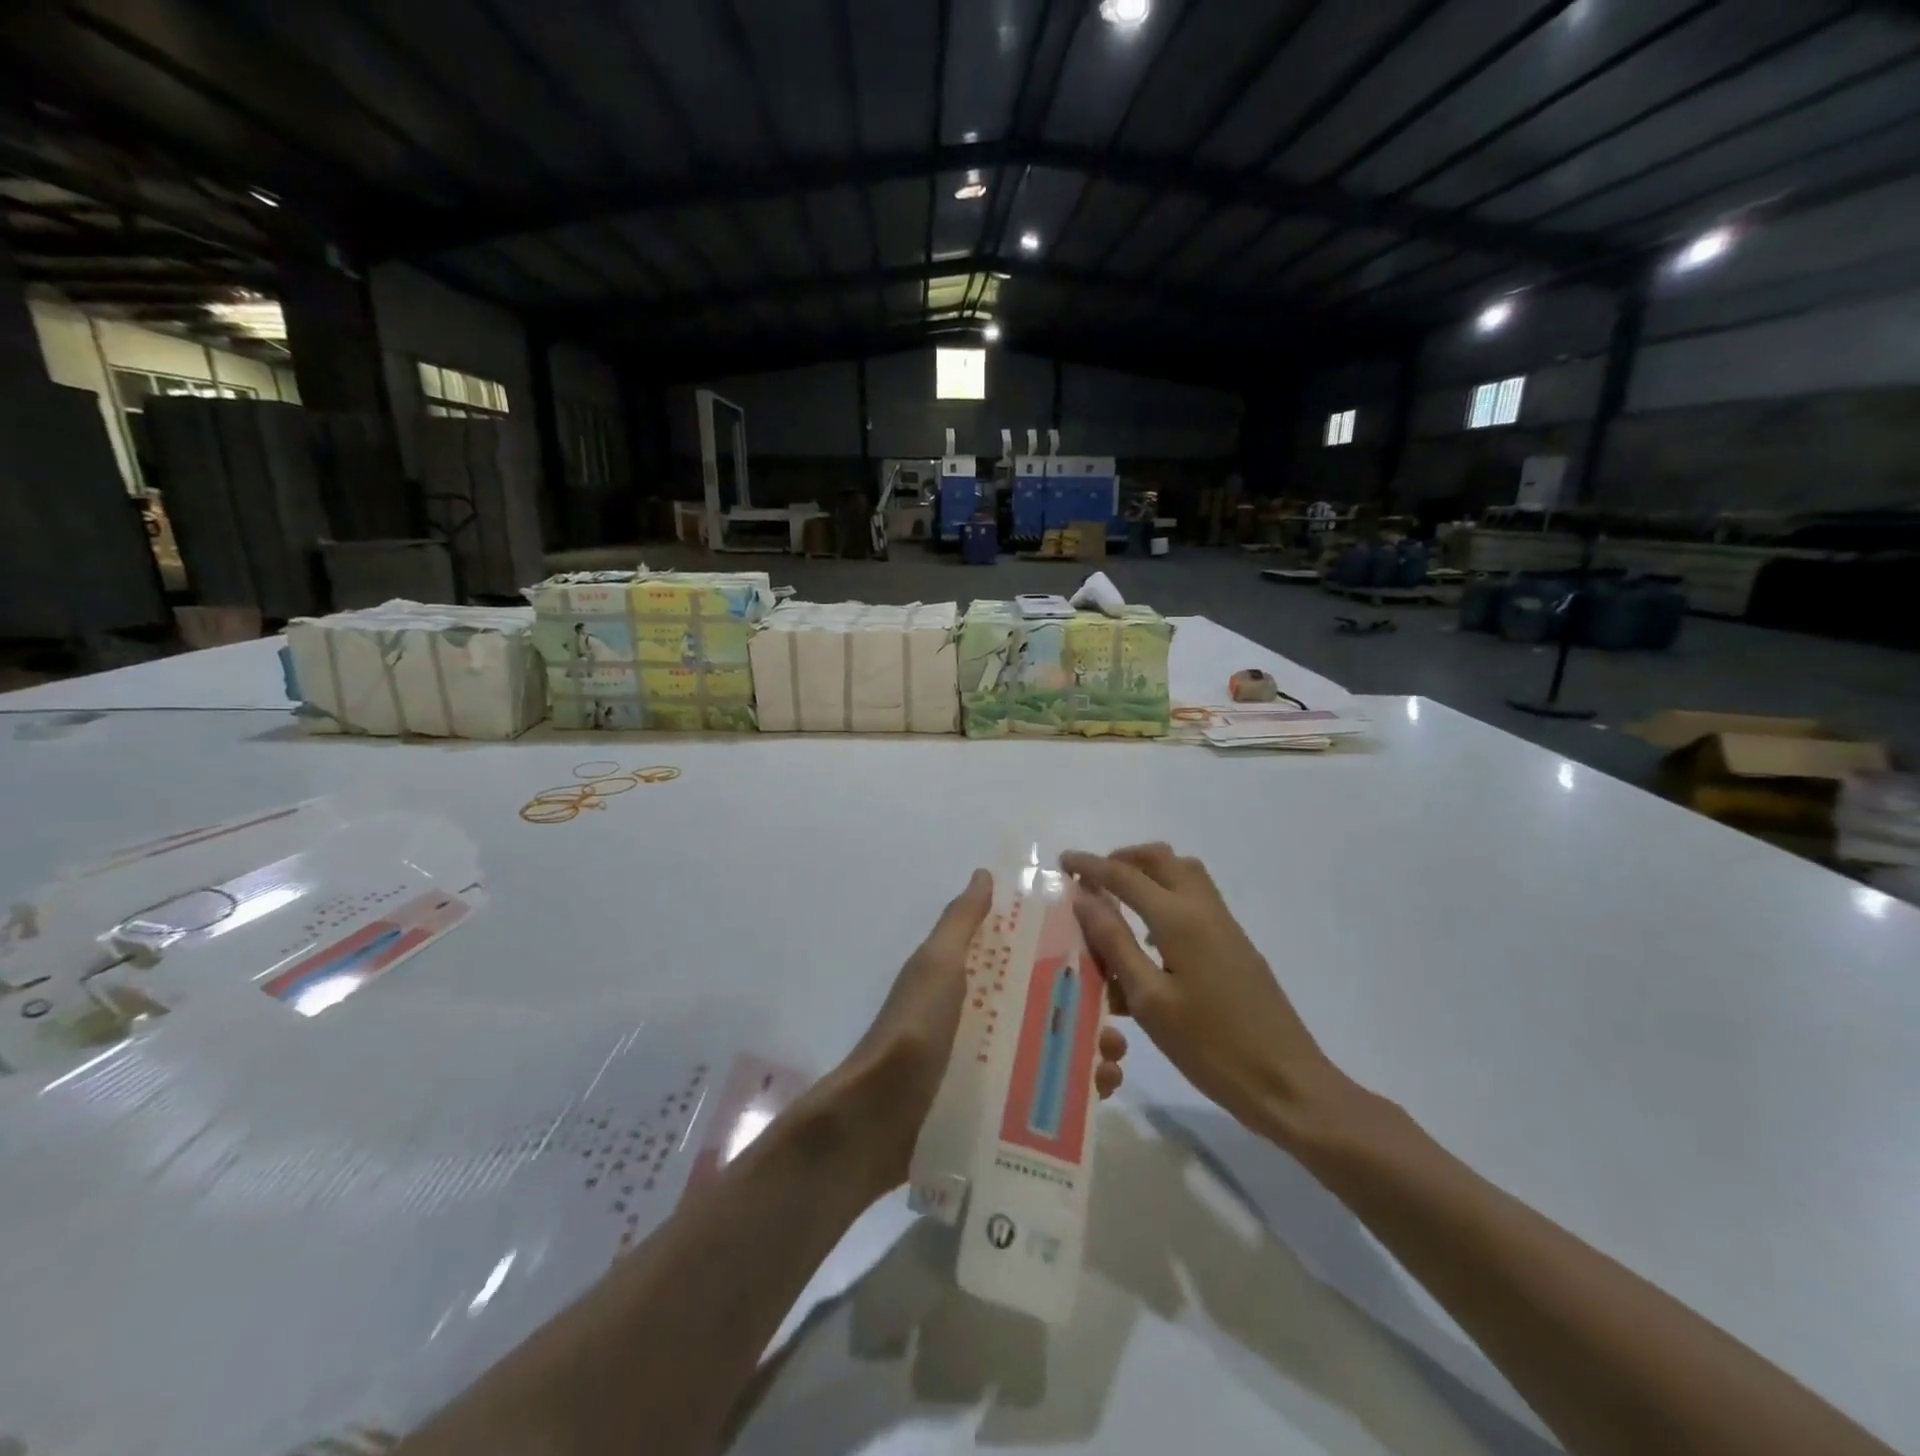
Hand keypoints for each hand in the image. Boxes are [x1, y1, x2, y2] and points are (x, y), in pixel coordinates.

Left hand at [827, 869, 1129, 1193]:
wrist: (876, 1119)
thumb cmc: (913, 1029)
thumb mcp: (937, 965)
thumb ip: (961, 921)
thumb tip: (985, 873)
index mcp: (973, 976)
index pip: (1028, 952)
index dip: (1066, 948)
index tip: (1107, 950)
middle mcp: (987, 1013)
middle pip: (1050, 1001)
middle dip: (1089, 1005)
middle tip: (1118, 1018)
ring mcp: (994, 1061)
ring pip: (1056, 1047)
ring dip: (1091, 1048)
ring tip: (1113, 1060)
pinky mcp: (1000, 1105)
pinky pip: (1048, 1092)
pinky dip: (1078, 1091)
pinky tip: (1102, 1092)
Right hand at [1062, 844, 1350, 1147]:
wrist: (1286, 1083)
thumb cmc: (1210, 1047)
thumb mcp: (1150, 1000)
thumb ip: (1115, 943)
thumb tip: (1084, 898)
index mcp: (1179, 919)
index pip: (1125, 875)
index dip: (1090, 866)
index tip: (1063, 861)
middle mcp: (1204, 909)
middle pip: (1161, 859)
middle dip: (1123, 859)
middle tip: (1093, 879)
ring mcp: (1226, 926)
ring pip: (1184, 873)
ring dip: (1148, 873)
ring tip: (1119, 902)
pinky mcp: (1236, 945)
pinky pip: (1196, 898)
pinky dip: (1168, 895)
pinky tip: (1152, 938)